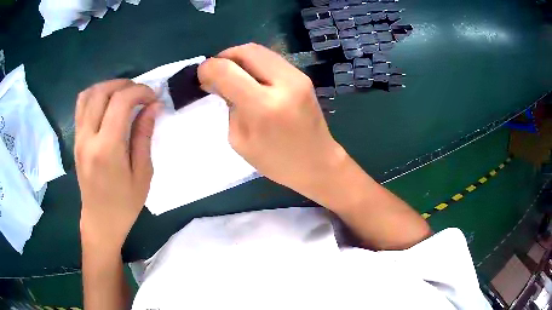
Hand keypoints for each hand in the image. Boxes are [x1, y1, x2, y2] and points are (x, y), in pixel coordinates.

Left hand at [74, 79, 160, 253]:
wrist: (100, 221)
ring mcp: (79, 137)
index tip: (153, 97)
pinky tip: (107, 103)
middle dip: (125, 84)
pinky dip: (96, 95)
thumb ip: (144, 136)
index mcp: (107, 149)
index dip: (140, 91)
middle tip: (140, 93)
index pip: (120, 101)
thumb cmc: (124, 204)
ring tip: (124, 94)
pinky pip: (81, 106)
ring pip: (88, 94)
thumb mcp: (142, 174)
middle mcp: (88, 137)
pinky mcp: (76, 139)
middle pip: (102, 91)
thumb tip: (153, 106)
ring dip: (108, 86)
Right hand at [198, 43, 346, 197]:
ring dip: (239, 58)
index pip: (227, 71)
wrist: (318, 163)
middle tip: (215, 72)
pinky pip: (271, 59)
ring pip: (260, 50)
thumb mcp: (240, 140)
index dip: (208, 68)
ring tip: (231, 74)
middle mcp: (283, 83)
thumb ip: (229, 106)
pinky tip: (249, 78)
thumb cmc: (276, 161)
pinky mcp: (303, 76)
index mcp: (264, 106)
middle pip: (246, 51)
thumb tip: (220, 82)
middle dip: (224, 57)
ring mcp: (297, 76)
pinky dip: (254, 63)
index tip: (201, 76)